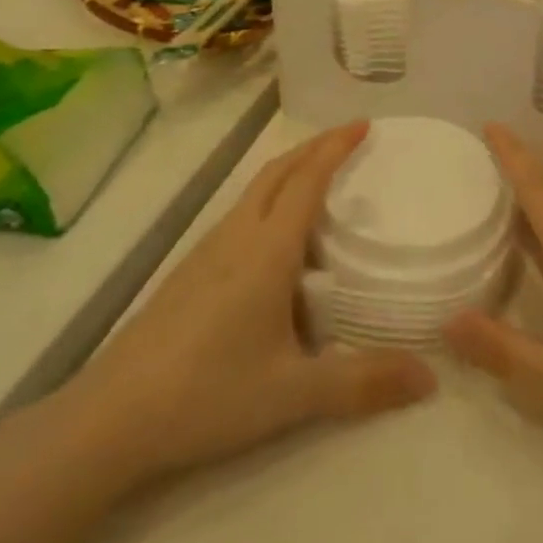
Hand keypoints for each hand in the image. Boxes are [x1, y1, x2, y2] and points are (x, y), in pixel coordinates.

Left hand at [52, 123, 436, 493]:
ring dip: (290, 169)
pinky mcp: (188, 270)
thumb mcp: (293, 394)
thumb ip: (363, 383)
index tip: (364, 124)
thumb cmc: (208, 394)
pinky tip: (275, 235)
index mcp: (267, 250)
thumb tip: (431, 377)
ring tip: (319, 176)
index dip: (336, 147)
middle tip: (349, 137)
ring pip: (255, 189)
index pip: (307, 179)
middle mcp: (237, 236)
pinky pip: (240, 212)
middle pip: (278, 171)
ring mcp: (207, 250)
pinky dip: (269, 196)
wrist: (111, 418)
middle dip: (315, 146)